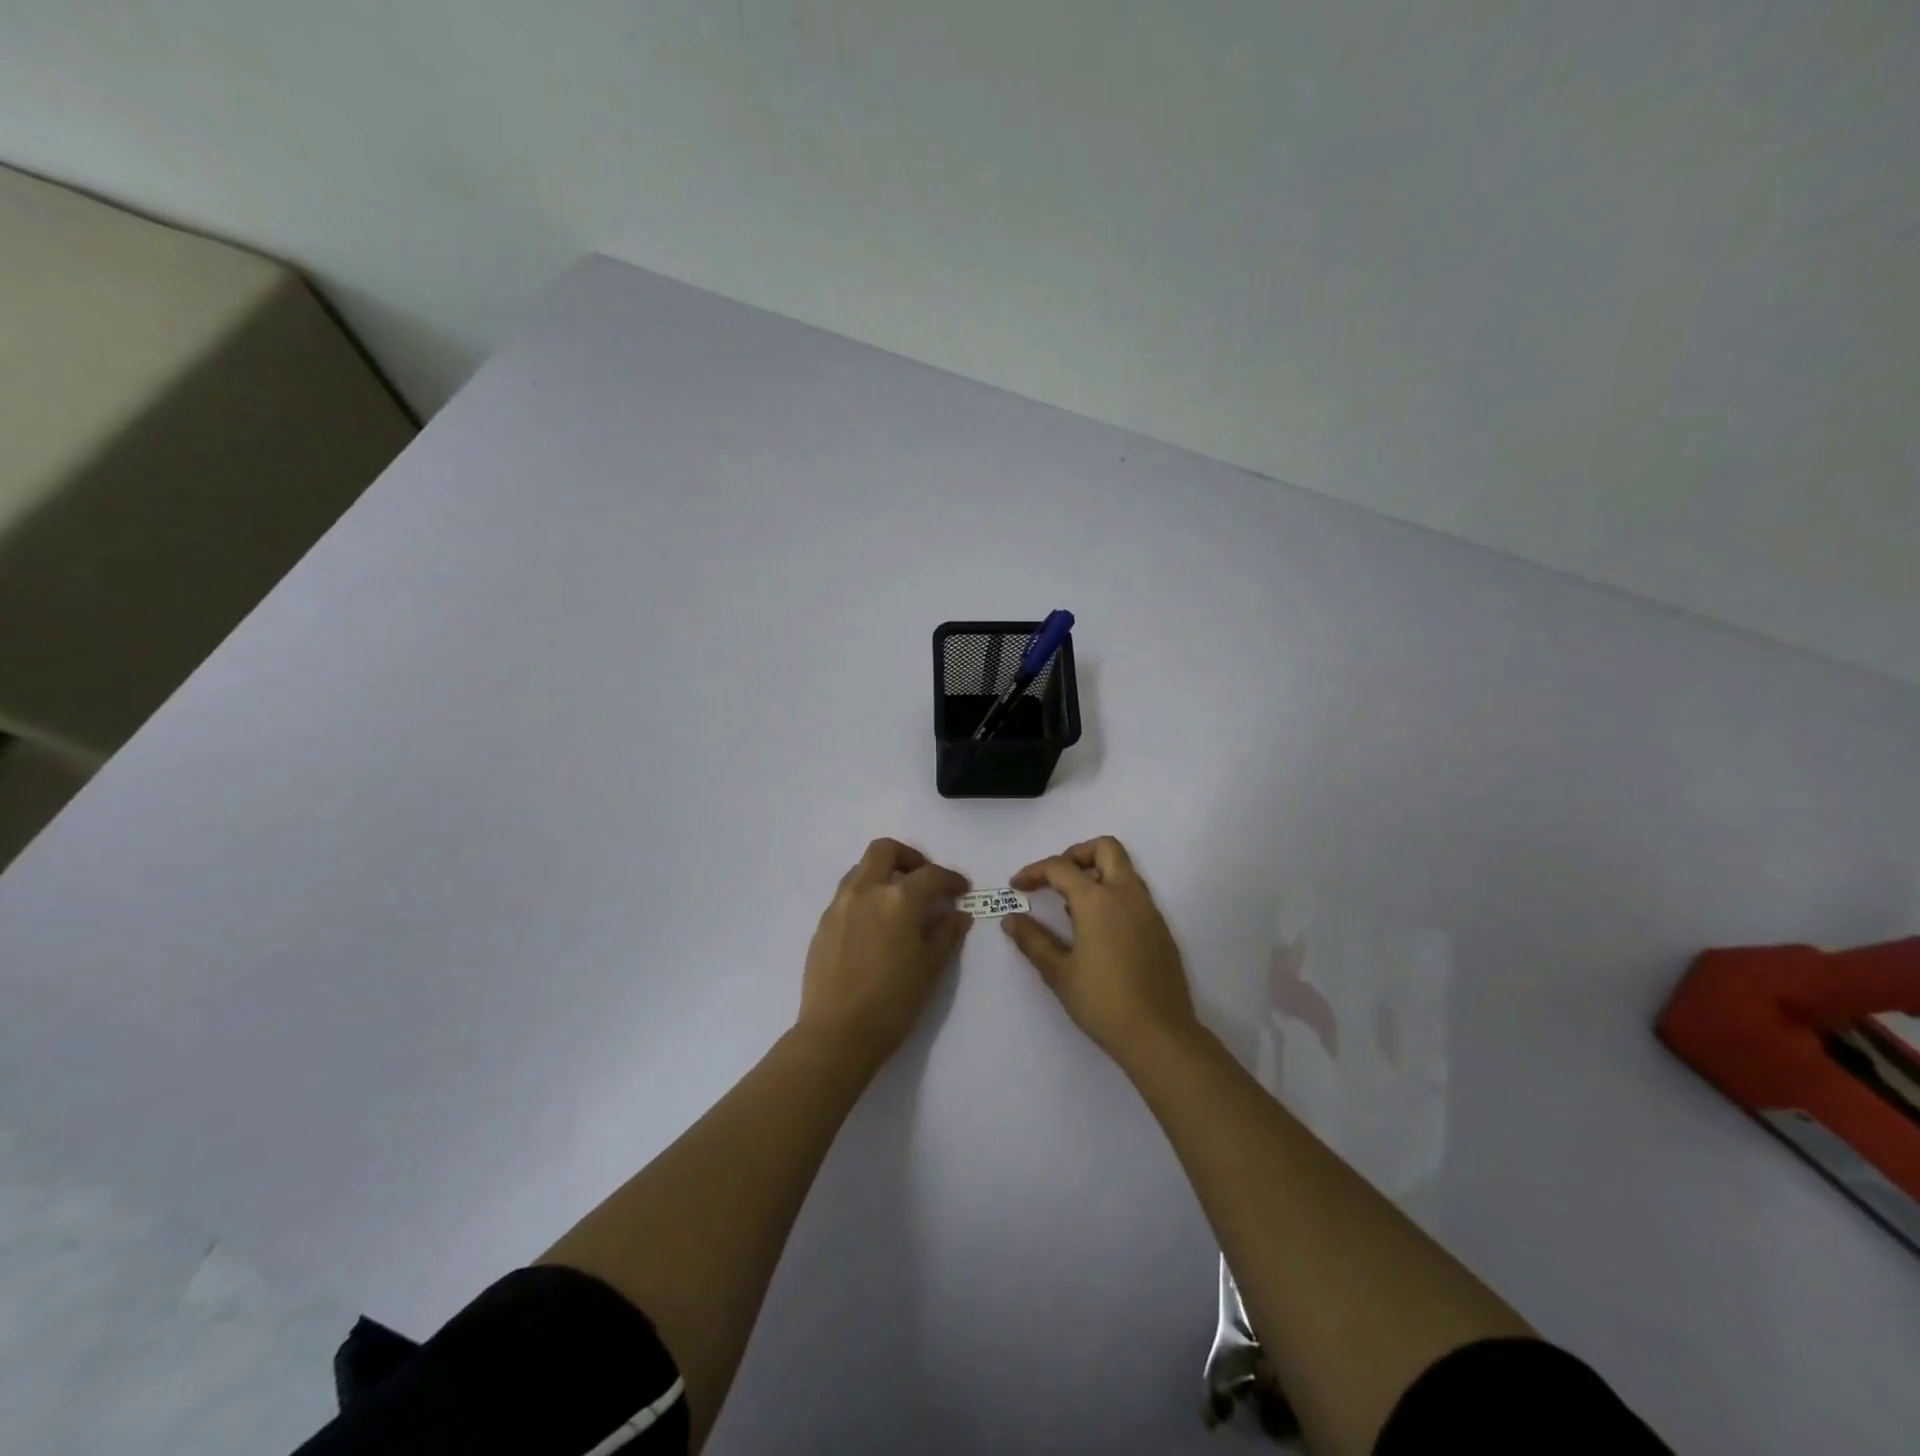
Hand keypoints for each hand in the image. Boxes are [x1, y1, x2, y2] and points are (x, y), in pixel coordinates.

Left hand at [799, 838, 970, 1069]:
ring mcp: (840, 904)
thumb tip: (958, 914)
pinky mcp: (823, 922)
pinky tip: (875, 924)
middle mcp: (866, 890)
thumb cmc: (892, 1002)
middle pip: (885, 850)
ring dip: (884, 872)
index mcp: (898, 899)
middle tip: (923, 880)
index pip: (930, 875)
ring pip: (862, 868)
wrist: (836, 1033)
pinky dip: (865, 894)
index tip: (960, 890)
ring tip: (898, 900)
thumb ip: (946, 934)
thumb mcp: (930, 968)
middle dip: (909, 857)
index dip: (950, 879)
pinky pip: (847, 893)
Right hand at [1005, 836, 1198, 1064]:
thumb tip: (1011, 919)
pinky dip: (1112, 893)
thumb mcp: (1059, 973)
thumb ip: (1033, 941)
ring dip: (1095, 873)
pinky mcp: (1160, 928)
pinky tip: (1097, 928)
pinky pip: (1134, 893)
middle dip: (1075, 855)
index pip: (1060, 868)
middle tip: (1054, 880)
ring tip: (1071, 907)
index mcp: (1098, 900)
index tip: (1017, 886)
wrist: (1159, 1035)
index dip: (1034, 871)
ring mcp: (1148, 909)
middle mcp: (1126, 894)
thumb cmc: (1103, 1002)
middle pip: (1105, 848)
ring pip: (1123, 868)